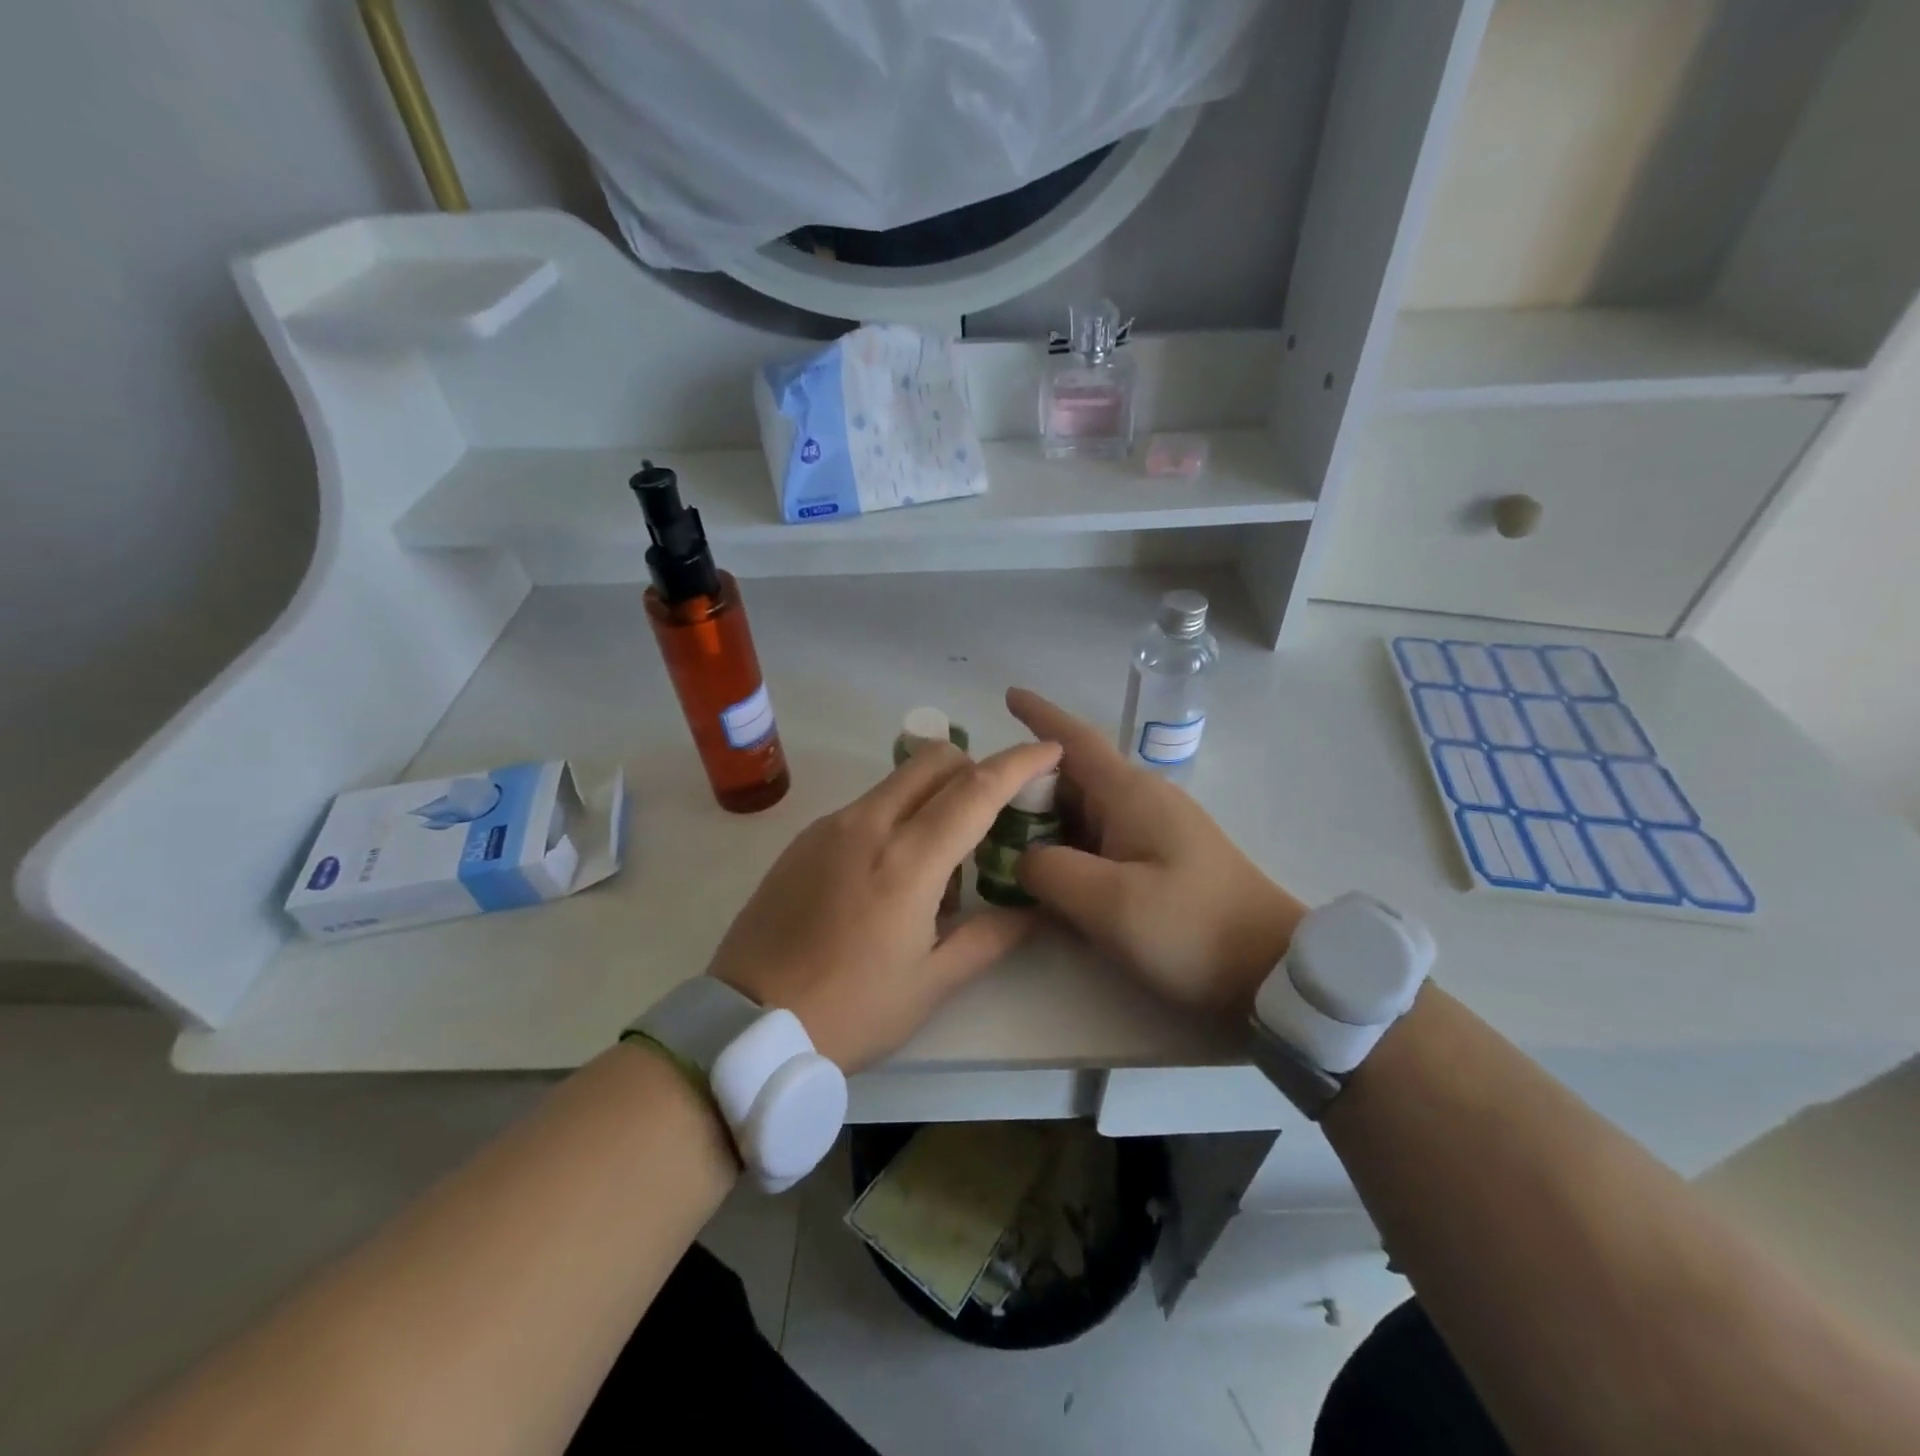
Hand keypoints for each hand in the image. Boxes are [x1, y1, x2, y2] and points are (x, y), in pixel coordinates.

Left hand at [707, 737, 1062, 1071]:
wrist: (746, 1024)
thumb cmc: (850, 1010)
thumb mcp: (931, 984)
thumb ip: (991, 938)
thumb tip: (1035, 910)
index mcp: (907, 860)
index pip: (976, 790)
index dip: (1019, 763)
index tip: (1049, 749)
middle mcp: (868, 824)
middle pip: (934, 761)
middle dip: (974, 768)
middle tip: (993, 814)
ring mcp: (830, 826)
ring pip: (898, 781)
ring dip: (934, 795)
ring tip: (939, 865)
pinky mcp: (804, 838)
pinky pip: (866, 806)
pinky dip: (896, 815)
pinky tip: (890, 874)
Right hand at [1006, 688, 1307, 1018]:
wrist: (1271, 969)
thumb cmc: (1190, 927)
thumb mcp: (1107, 902)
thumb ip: (1049, 870)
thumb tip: (1024, 858)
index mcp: (1129, 794)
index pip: (1074, 740)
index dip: (1039, 716)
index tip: (1010, 695)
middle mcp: (1142, 801)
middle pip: (1072, 779)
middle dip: (1027, 786)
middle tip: (980, 807)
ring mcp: (1155, 831)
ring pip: (1084, 813)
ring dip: (1045, 822)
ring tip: (1001, 843)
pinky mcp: (1162, 862)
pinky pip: (1101, 841)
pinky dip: (1070, 848)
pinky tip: (1050, 875)